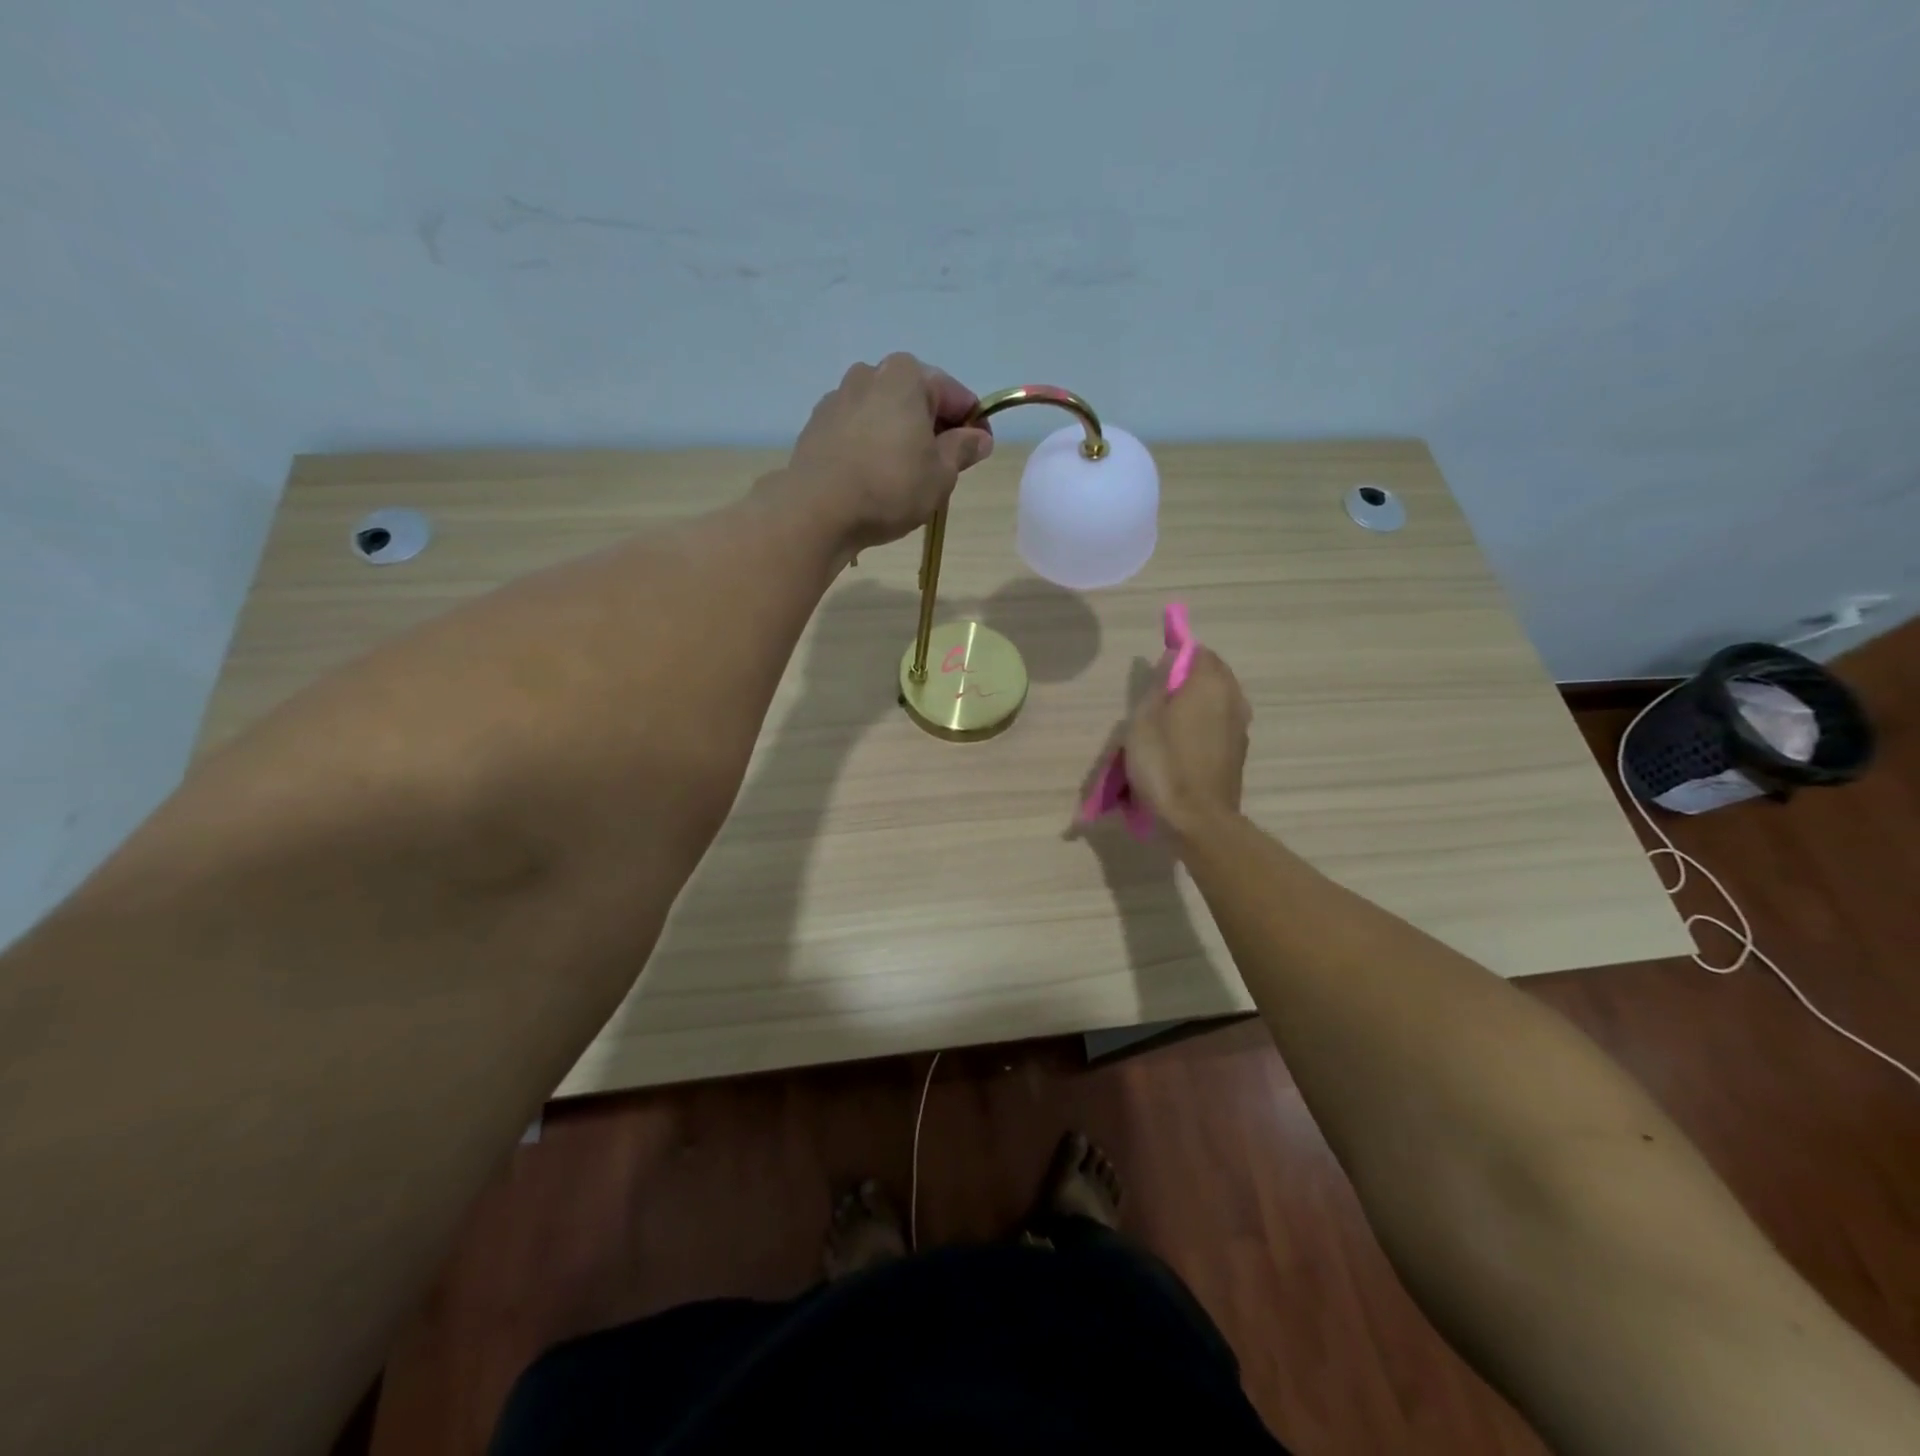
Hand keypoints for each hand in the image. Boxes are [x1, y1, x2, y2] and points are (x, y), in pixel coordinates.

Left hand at [784, 354, 994, 550]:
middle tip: (945, 466)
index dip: (973, 423)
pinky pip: (858, 431)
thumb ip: (962, 449)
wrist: (817, 510)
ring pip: (885, 414)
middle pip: (916, 399)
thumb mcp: (941, 473)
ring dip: (901, 437)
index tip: (980, 450)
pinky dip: (873, 446)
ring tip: (908, 475)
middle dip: (934, 427)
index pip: (954, 395)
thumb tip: (979, 437)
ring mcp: (838, 397)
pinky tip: (876, 477)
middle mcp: (870, 373)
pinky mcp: (818, 425)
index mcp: (906, 375)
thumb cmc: (890, 487)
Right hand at [1121, 647, 1251, 840]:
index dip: (1178, 657)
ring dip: (1196, 704)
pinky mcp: (1238, 752)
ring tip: (1166, 725)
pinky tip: (1181, 746)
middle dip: (1188, 679)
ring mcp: (1240, 727)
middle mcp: (1233, 699)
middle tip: (1157, 700)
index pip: (1199, 652)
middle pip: (1212, 675)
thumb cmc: (1163, 764)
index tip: (1156, 673)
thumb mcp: (1144, 719)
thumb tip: (1173, 658)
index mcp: (1210, 684)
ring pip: (1217, 701)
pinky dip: (1203, 726)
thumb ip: (1159, 684)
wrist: (1197, 819)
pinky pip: (1220, 725)